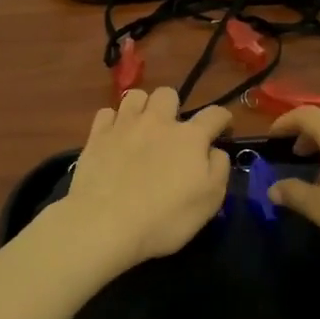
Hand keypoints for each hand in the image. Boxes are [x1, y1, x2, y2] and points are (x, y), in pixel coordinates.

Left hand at [59, 88, 232, 270]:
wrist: (105, 224)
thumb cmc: (164, 218)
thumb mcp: (209, 201)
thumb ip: (219, 168)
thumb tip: (214, 150)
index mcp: (190, 137)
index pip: (214, 114)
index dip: (222, 118)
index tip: (223, 128)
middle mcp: (158, 122)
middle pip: (168, 94)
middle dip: (173, 106)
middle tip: (171, 130)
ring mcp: (124, 126)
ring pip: (135, 95)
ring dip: (142, 107)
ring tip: (141, 127)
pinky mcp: (96, 136)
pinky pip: (106, 112)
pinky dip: (113, 121)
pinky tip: (114, 137)